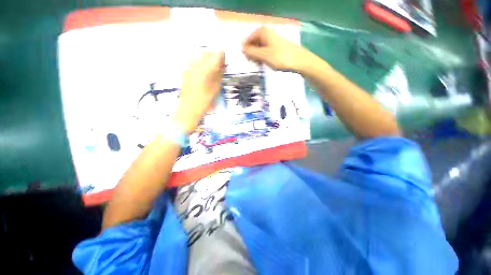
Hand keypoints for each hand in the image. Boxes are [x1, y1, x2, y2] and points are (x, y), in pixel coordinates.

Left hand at [174, 51, 224, 133]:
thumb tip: (222, 66)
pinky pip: (194, 64)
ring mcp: (188, 68)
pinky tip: (203, 76)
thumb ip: (219, 76)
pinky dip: (200, 66)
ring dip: (207, 62)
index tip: (224, 63)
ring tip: (211, 73)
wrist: (188, 110)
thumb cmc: (204, 103)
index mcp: (205, 71)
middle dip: (214, 59)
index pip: (217, 55)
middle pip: (207, 54)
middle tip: (219, 69)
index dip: (222, 57)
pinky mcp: (184, 72)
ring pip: (200, 57)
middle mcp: (195, 66)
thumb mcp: (215, 89)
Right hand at [242, 26, 310, 71]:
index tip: (246, 59)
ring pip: (260, 48)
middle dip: (252, 53)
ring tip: (260, 64)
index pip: (248, 39)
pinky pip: (266, 51)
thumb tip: (242, 49)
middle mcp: (268, 33)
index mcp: (263, 32)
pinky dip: (264, 57)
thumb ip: (252, 52)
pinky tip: (266, 63)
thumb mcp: (264, 56)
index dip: (246, 49)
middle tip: (253, 63)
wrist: (299, 61)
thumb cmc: (280, 57)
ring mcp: (273, 40)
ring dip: (258, 56)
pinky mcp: (277, 47)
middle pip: (254, 43)